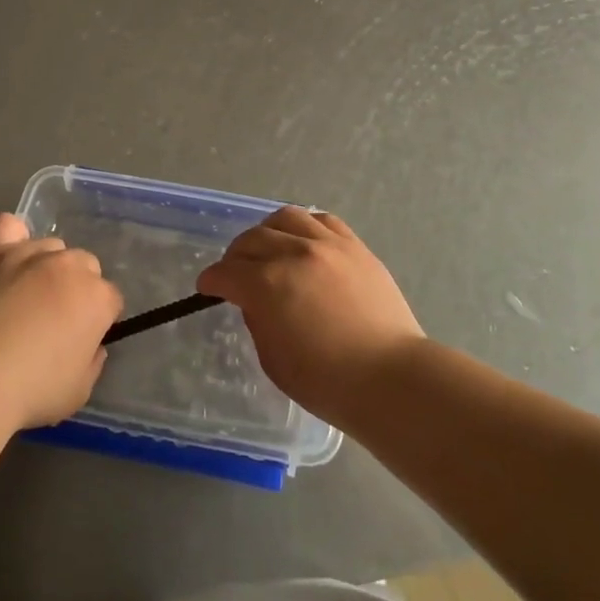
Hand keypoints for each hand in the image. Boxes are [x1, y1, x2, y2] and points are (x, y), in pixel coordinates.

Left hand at [0, 213, 123, 430]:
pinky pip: (8, 226)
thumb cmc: (33, 390)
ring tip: (25, 295)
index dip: (98, 320)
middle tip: (54, 319)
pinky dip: (11, 237)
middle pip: (84, 265)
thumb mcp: (79, 390)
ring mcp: (30, 253)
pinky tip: (6, 257)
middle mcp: (69, 265)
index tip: (82, 340)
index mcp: (97, 298)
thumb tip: (91, 345)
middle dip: (76, 288)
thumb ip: (92, 361)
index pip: (111, 299)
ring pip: (51, 246)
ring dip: (46, 267)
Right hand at [197, 206, 423, 426]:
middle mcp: (293, 254)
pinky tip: (303, 242)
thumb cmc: (328, 382)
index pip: (226, 272)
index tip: (207, 286)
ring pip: (285, 218)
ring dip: (268, 232)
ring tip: (269, 248)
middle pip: (251, 240)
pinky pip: (322, 220)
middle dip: (235, 257)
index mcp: (267, 285)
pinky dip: (304, 227)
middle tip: (235, 272)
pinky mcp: (354, 246)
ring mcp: (327, 245)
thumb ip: (258, 321)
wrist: (391, 379)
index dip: (211, 280)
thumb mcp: (274, 361)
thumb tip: (256, 300)